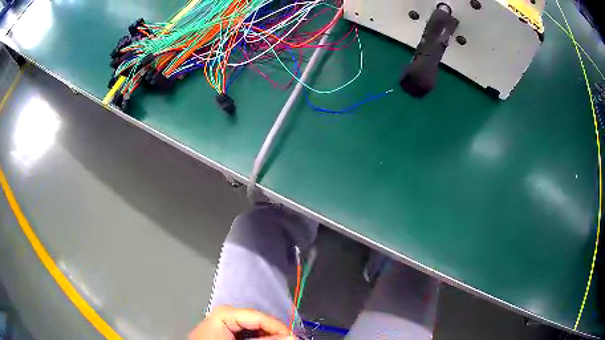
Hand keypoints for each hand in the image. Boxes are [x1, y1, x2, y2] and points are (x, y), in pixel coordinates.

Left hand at [189, 305, 291, 339]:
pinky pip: (245, 331)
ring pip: (252, 326)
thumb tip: (289, 336)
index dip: (279, 327)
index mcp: (224, 313)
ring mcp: (223, 322)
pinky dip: (256, 338)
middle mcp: (223, 314)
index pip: (259, 316)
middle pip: (256, 320)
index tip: (293, 337)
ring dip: (266, 335)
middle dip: (273, 331)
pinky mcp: (223, 331)